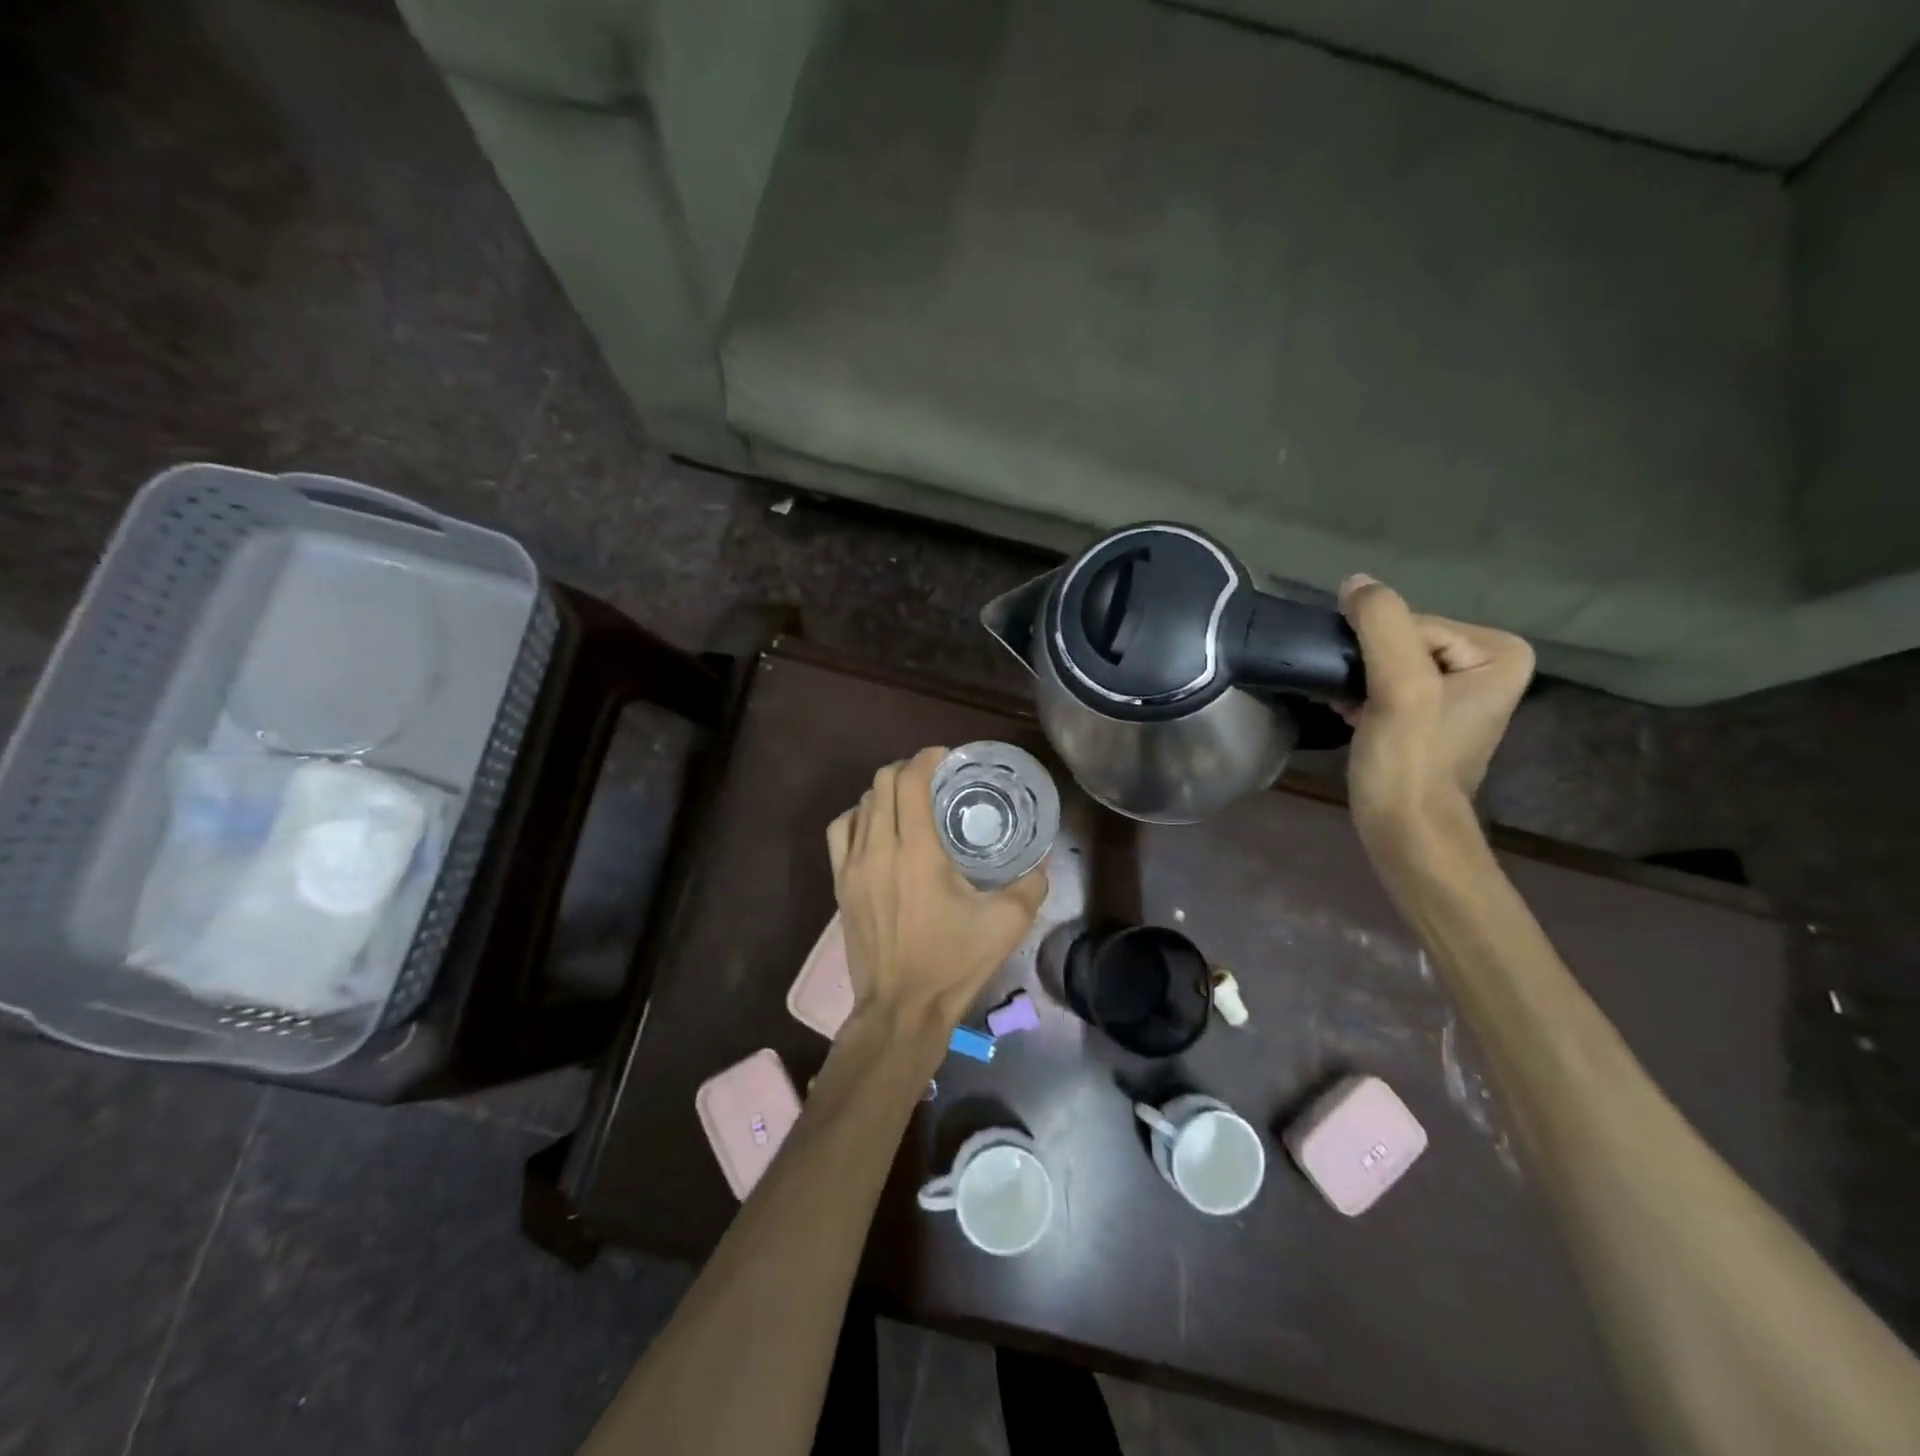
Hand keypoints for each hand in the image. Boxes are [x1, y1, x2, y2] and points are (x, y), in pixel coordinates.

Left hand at [826, 747, 1048, 1033]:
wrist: (900, 1009)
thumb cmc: (953, 964)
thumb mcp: (1006, 924)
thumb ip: (1030, 884)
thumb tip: (1041, 861)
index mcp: (917, 851)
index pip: (910, 780)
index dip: (927, 758)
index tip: (946, 758)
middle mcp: (879, 848)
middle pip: (881, 783)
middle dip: (907, 769)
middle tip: (934, 778)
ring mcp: (852, 867)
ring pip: (860, 804)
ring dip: (883, 792)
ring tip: (908, 801)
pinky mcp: (839, 885)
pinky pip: (839, 832)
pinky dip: (858, 817)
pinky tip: (876, 827)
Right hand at [1338, 575, 1534, 836]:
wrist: (1406, 829)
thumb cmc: (1409, 761)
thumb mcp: (1399, 687)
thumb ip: (1381, 624)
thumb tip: (1354, 581)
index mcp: (1500, 652)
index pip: (1413, 623)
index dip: (1376, 653)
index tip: (1370, 692)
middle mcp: (1489, 664)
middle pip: (1401, 640)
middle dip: (1368, 665)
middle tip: (1354, 700)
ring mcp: (1459, 690)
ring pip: (1388, 661)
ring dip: (1359, 680)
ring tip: (1351, 709)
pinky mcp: (1430, 713)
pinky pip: (1388, 682)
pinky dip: (1362, 694)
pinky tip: (1350, 715)